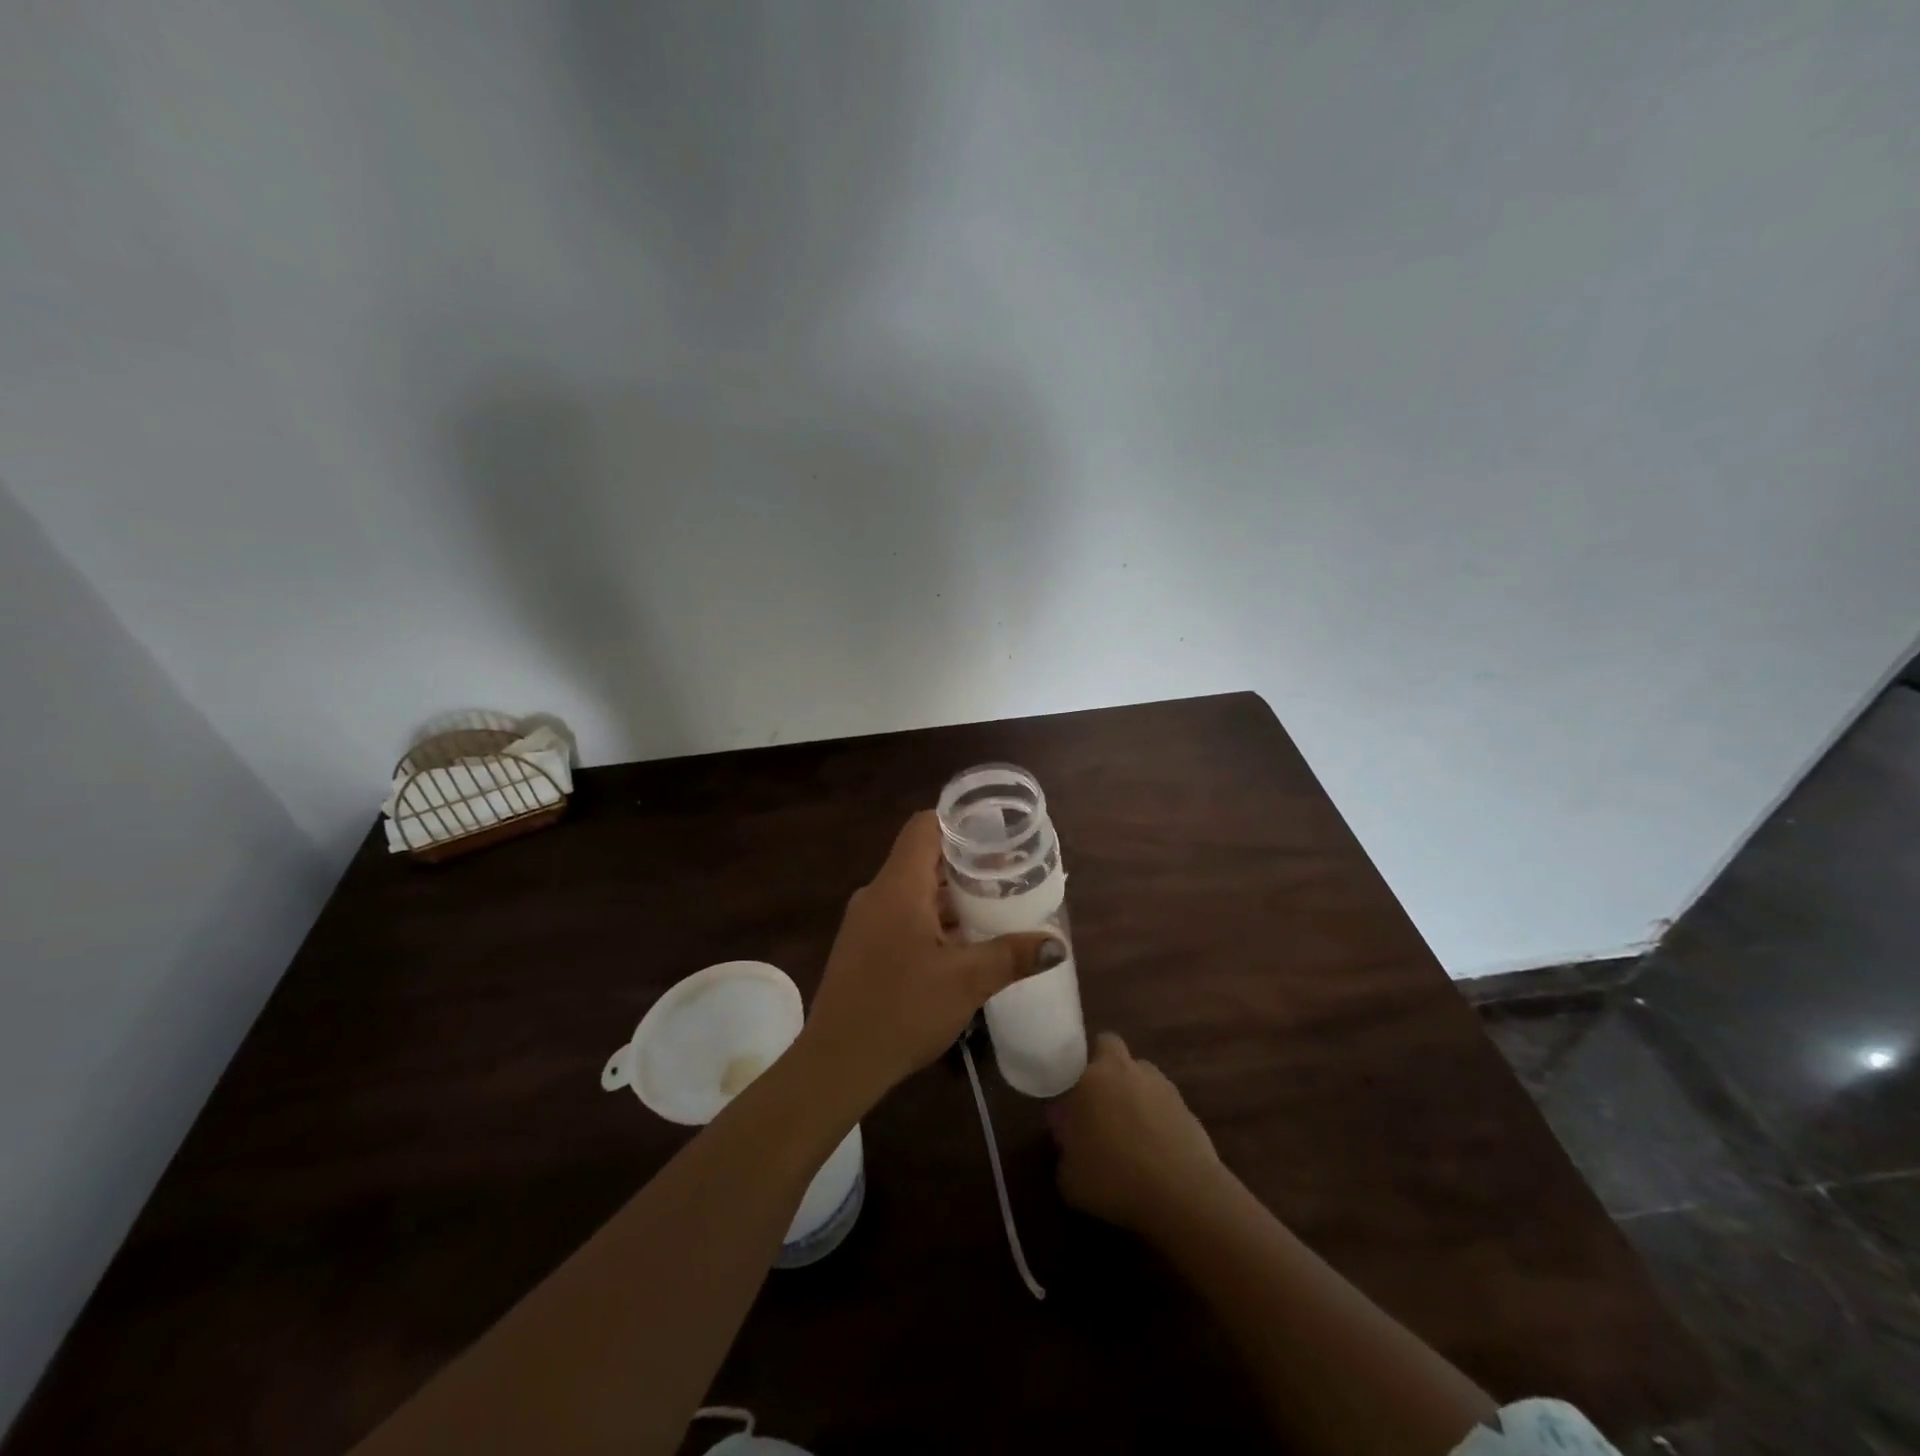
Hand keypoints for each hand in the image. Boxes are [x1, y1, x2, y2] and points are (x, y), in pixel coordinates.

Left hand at [801, 812, 1061, 1107]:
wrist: (837, 1063)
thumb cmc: (902, 1010)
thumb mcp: (966, 982)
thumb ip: (1011, 956)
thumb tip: (1056, 944)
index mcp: (898, 886)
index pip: (925, 826)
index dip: (960, 822)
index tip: (997, 833)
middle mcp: (878, 893)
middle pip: (923, 857)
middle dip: (966, 863)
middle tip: (1009, 873)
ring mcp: (866, 921)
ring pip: (914, 889)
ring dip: (951, 895)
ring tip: (994, 906)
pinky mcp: (863, 946)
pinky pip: (902, 915)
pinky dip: (933, 917)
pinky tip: (961, 942)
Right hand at [1049, 1032, 1221, 1234]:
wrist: (1182, 1195)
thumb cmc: (1115, 1181)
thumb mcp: (1069, 1180)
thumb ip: (1064, 1154)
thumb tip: (1070, 1147)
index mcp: (1090, 1078)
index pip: (1074, 1056)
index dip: (1071, 1077)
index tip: (1070, 1104)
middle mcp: (1124, 1070)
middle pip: (1109, 1046)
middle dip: (1103, 1065)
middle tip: (1098, 1102)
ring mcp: (1159, 1084)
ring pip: (1140, 1073)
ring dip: (1133, 1089)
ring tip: (1132, 1129)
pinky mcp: (1186, 1105)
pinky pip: (1163, 1101)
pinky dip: (1158, 1116)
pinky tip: (1157, 1148)